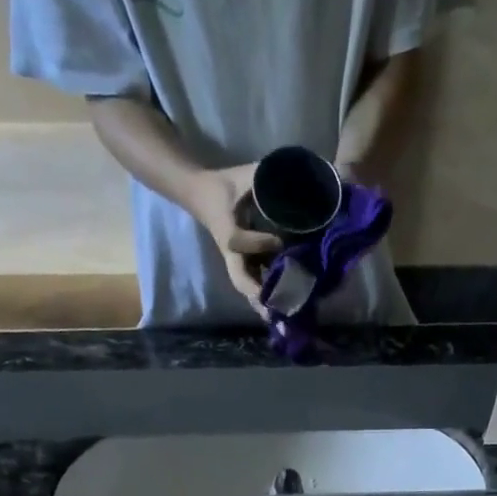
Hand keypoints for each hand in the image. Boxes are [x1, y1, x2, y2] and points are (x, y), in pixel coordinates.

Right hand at [186, 165, 281, 318]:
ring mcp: (235, 260)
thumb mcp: (243, 175)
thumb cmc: (222, 185)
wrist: (199, 194)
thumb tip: (297, 177)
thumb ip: (265, 176)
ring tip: (281, 320)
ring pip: (246, 286)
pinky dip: (265, 297)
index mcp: (226, 229)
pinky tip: (282, 308)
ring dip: (262, 303)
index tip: (280, 240)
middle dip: (257, 295)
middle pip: (240, 279)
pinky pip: (252, 282)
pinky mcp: (241, 263)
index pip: (239, 242)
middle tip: (276, 311)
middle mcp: (230, 252)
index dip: (258, 243)